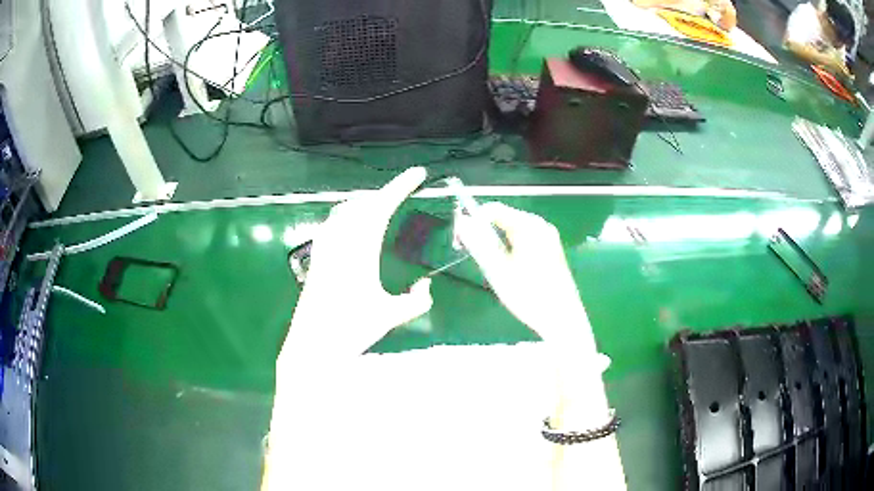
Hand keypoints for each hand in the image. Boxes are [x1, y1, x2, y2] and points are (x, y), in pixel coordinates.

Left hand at [278, 167, 432, 372]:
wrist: (313, 345)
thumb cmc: (351, 330)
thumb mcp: (390, 316)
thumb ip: (416, 302)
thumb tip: (426, 287)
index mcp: (360, 250)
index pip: (382, 207)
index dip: (401, 186)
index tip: (418, 174)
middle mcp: (340, 242)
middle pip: (363, 204)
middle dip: (385, 193)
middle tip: (403, 190)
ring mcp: (325, 249)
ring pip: (345, 211)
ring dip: (365, 202)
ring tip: (381, 205)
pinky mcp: (317, 259)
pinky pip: (332, 225)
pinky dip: (347, 216)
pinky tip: (350, 227)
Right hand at [453, 202, 596, 354]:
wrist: (562, 319)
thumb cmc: (530, 296)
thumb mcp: (498, 270)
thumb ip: (478, 243)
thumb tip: (462, 223)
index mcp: (529, 226)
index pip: (492, 210)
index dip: (472, 221)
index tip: (459, 242)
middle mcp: (540, 225)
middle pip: (503, 218)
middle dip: (483, 233)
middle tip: (473, 257)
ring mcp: (548, 237)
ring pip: (512, 231)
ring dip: (495, 243)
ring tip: (491, 267)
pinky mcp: (550, 250)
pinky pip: (523, 240)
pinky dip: (509, 249)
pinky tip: (508, 270)